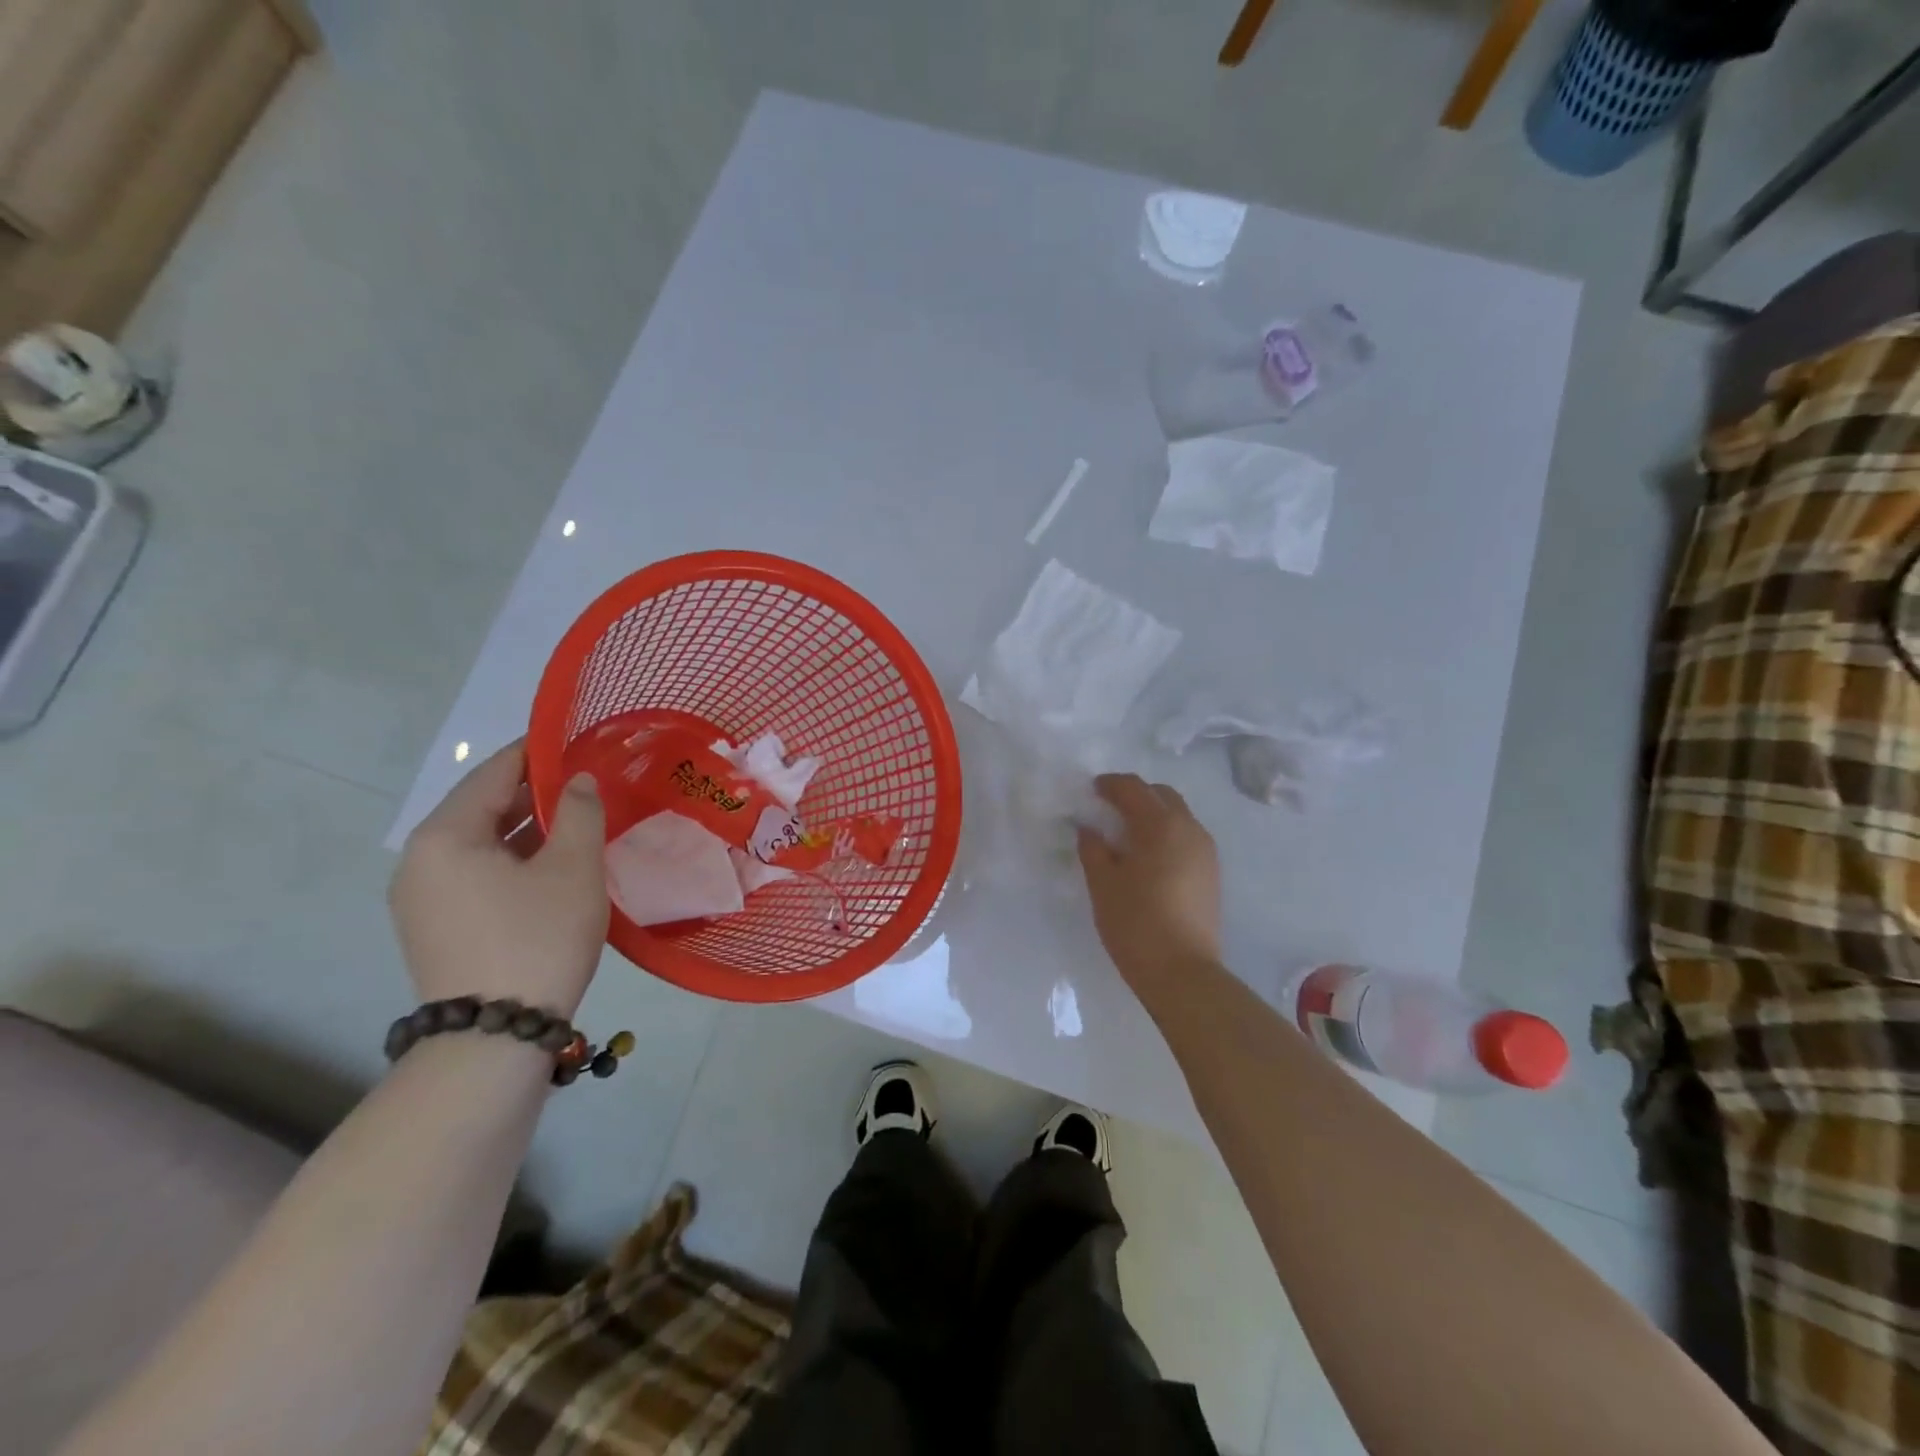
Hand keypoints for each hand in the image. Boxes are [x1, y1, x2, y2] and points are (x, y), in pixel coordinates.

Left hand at [390, 740, 608, 1016]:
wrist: (495, 1036)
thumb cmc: (538, 938)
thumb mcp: (573, 867)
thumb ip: (579, 812)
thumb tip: (578, 779)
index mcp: (444, 836)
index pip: (494, 773)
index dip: (538, 752)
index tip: (577, 740)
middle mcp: (420, 860)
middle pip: (482, 807)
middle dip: (535, 791)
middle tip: (587, 781)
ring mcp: (421, 897)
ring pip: (480, 843)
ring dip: (527, 828)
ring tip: (578, 819)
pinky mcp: (435, 926)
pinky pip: (476, 873)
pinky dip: (513, 859)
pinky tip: (552, 863)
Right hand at [1077, 773, 1222, 1001]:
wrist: (1183, 972)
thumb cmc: (1135, 923)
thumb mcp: (1102, 884)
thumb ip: (1092, 848)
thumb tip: (1088, 828)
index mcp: (1160, 825)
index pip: (1133, 788)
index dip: (1110, 784)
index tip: (1091, 791)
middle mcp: (1189, 828)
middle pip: (1161, 795)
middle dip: (1135, 795)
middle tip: (1109, 809)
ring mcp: (1206, 851)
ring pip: (1178, 815)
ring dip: (1153, 814)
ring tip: (1127, 834)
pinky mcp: (1212, 872)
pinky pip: (1186, 837)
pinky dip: (1166, 834)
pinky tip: (1148, 857)